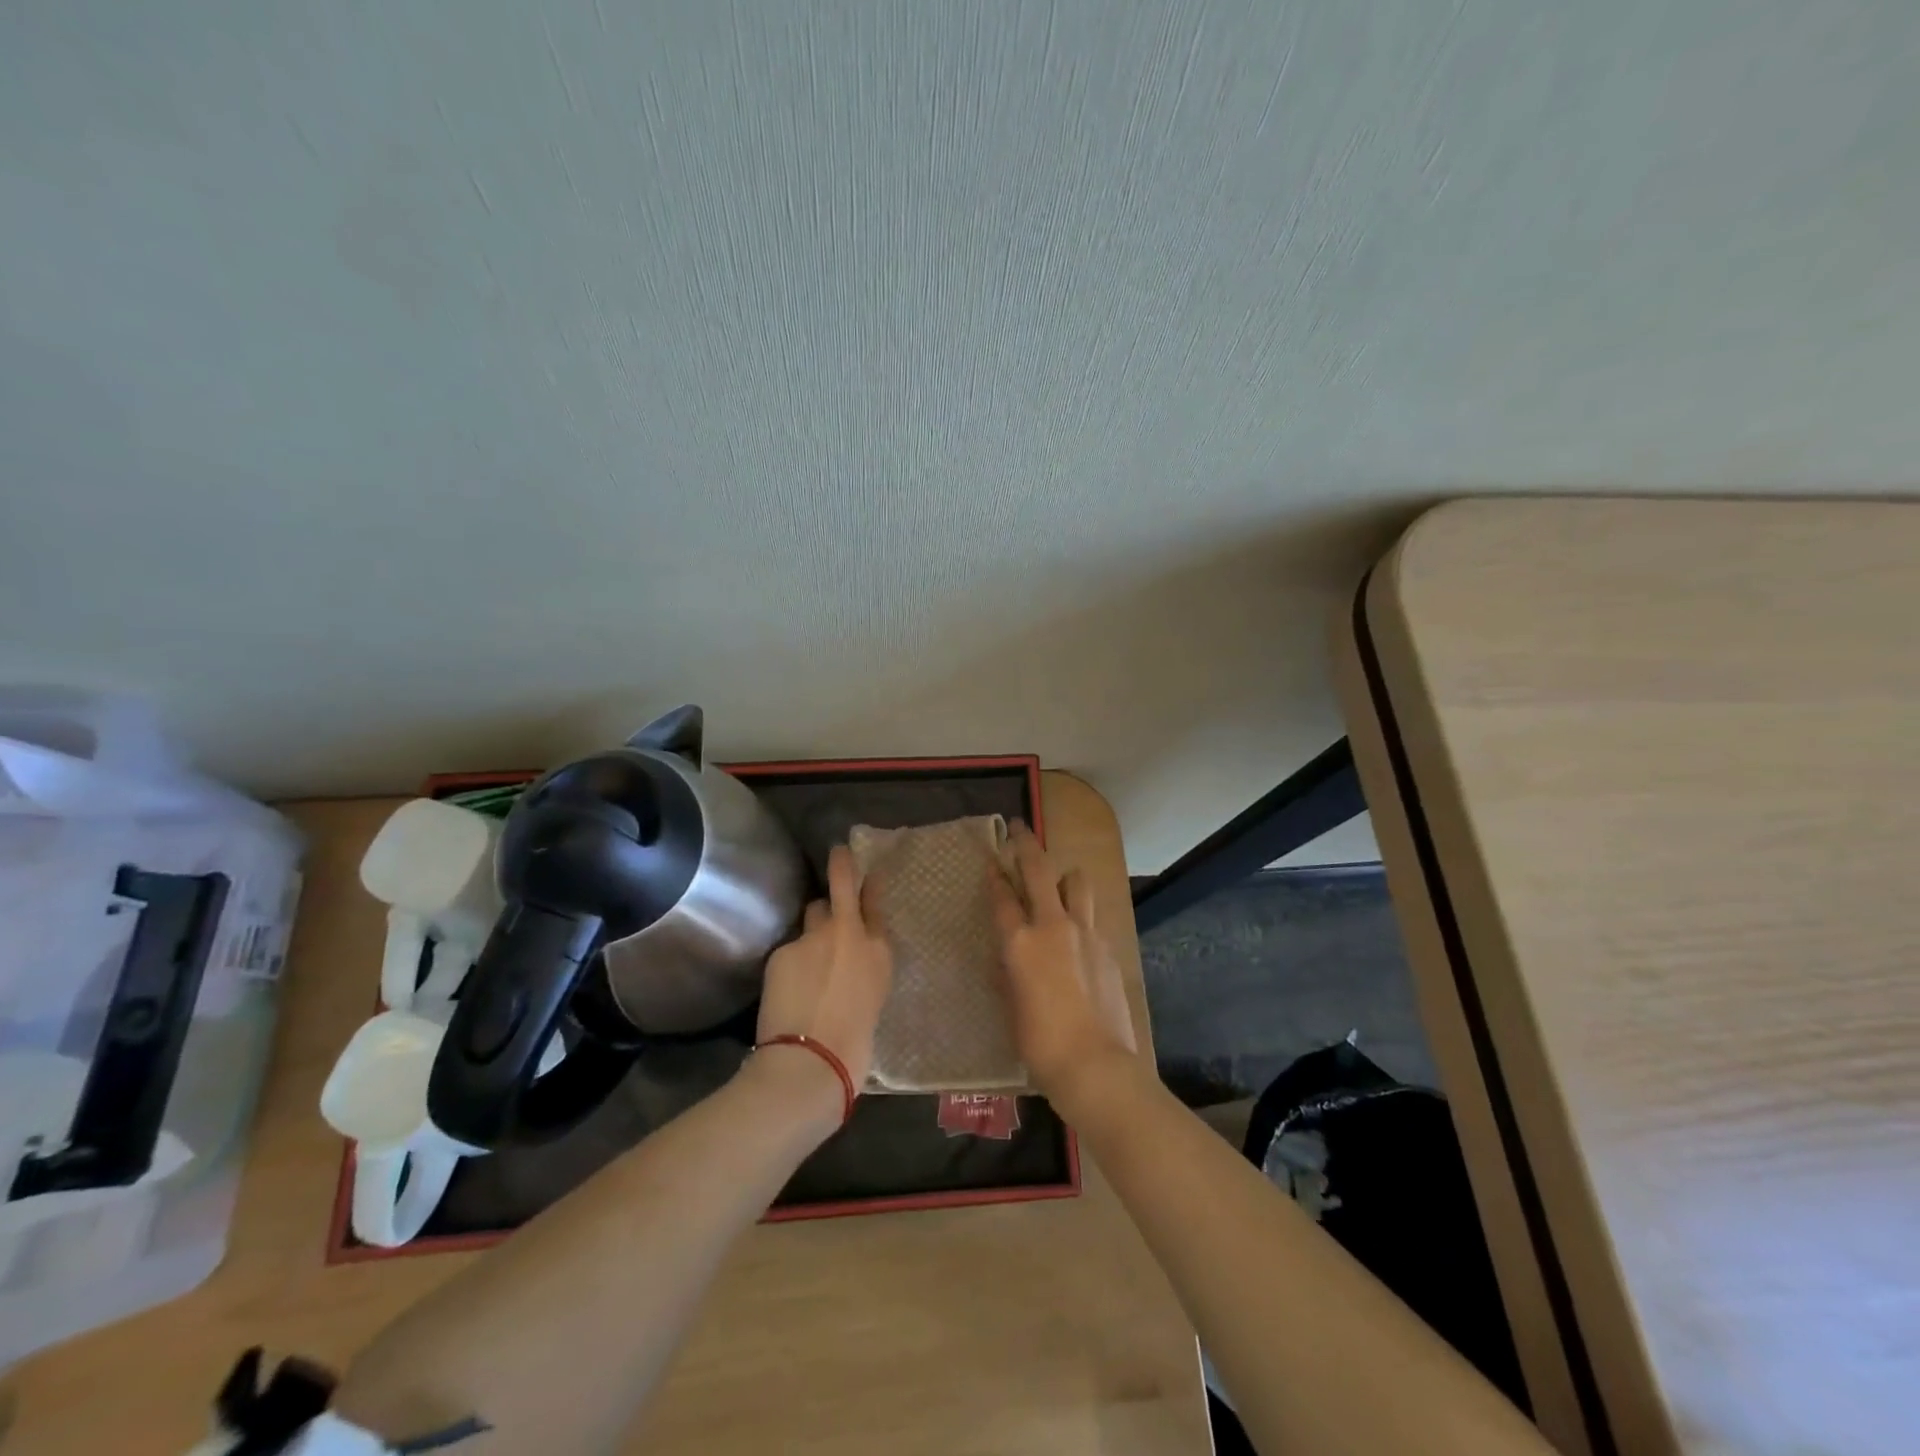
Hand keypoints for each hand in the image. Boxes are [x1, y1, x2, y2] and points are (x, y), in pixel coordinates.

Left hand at [754, 844, 892, 1098]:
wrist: (811, 1062)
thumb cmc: (854, 1046)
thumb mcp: (873, 1000)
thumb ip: (863, 971)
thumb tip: (850, 965)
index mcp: (879, 951)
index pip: (874, 902)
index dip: (869, 883)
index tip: (865, 869)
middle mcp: (849, 933)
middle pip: (841, 886)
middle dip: (840, 866)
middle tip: (838, 854)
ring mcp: (813, 937)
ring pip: (813, 915)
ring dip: (814, 924)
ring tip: (809, 951)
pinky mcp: (782, 951)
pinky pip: (789, 948)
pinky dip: (791, 962)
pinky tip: (787, 985)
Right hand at [988, 823, 1137, 1103]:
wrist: (1095, 1065)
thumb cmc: (1040, 1043)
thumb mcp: (1010, 1006)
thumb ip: (1007, 971)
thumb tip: (1007, 955)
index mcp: (1020, 942)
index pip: (1002, 896)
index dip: (994, 874)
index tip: (992, 858)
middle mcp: (1052, 925)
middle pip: (1038, 869)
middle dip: (1026, 844)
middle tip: (1020, 828)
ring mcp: (1084, 932)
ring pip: (1076, 881)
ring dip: (1063, 877)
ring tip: (1057, 887)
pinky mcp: (1107, 946)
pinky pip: (1091, 915)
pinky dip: (1080, 914)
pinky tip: (1076, 935)